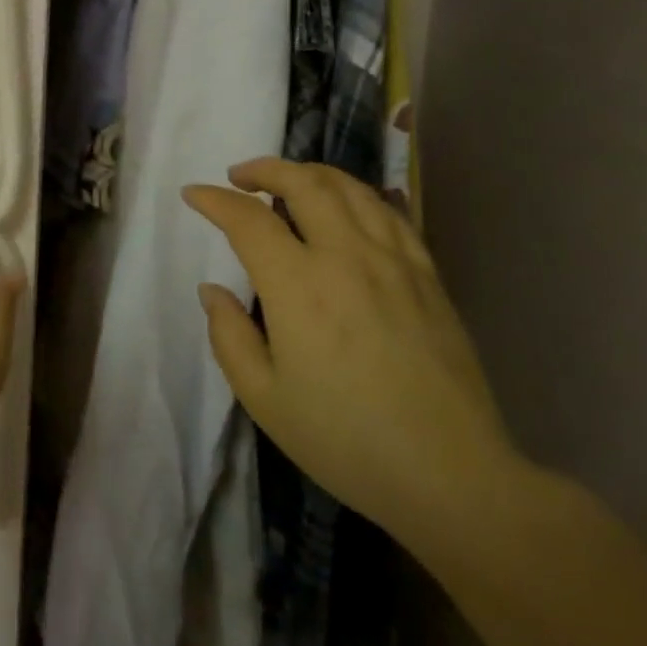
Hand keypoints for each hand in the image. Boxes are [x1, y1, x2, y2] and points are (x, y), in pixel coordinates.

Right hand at [183, 158, 521, 544]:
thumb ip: (229, 336)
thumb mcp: (264, 399)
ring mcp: (393, 261)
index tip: (194, 194)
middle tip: (239, 176)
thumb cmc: (346, 441)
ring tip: (288, 181)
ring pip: (350, 188)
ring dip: (310, 173)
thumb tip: (213, 290)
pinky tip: (347, 207)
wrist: (452, 476)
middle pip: (304, 184)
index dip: (215, 200)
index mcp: (298, 286)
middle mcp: (345, 257)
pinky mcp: (427, 275)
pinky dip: (357, 195)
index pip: (247, 219)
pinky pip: (389, 213)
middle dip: (264, 169)